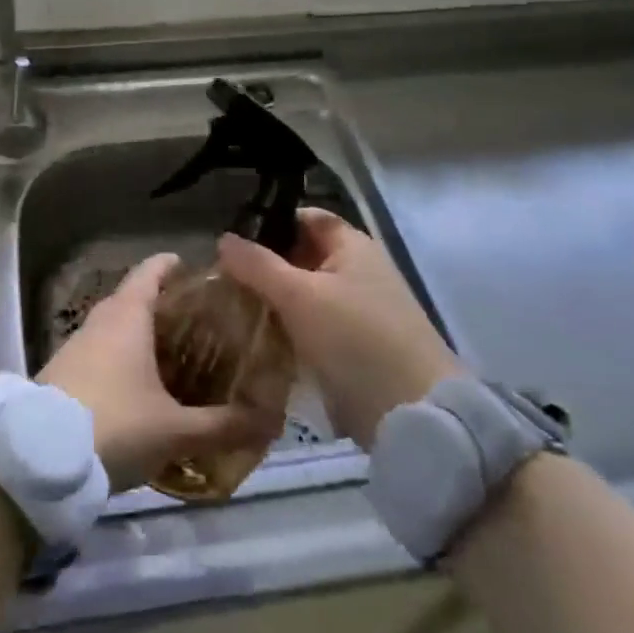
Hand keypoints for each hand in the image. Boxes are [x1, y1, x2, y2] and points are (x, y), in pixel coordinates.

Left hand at [38, 253, 280, 491]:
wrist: (37, 459)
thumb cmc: (114, 425)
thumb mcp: (175, 430)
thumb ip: (223, 426)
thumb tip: (271, 421)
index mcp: (128, 314)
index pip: (153, 270)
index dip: (176, 266)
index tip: (202, 274)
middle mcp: (101, 320)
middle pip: (137, 298)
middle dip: (169, 307)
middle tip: (205, 325)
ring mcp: (77, 345)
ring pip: (118, 327)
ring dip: (145, 335)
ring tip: (181, 358)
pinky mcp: (64, 372)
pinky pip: (103, 352)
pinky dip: (125, 358)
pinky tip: (144, 388)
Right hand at [218, 209, 461, 450]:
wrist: (412, 414)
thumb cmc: (356, 339)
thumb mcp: (299, 296)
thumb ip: (258, 265)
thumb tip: (223, 238)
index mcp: (353, 245)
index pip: (306, 217)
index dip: (270, 222)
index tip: (231, 238)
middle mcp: (358, 270)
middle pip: (303, 256)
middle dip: (264, 265)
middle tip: (220, 276)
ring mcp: (359, 310)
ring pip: (305, 293)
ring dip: (273, 299)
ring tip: (228, 306)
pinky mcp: (356, 346)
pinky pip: (313, 325)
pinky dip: (288, 327)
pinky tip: (256, 336)